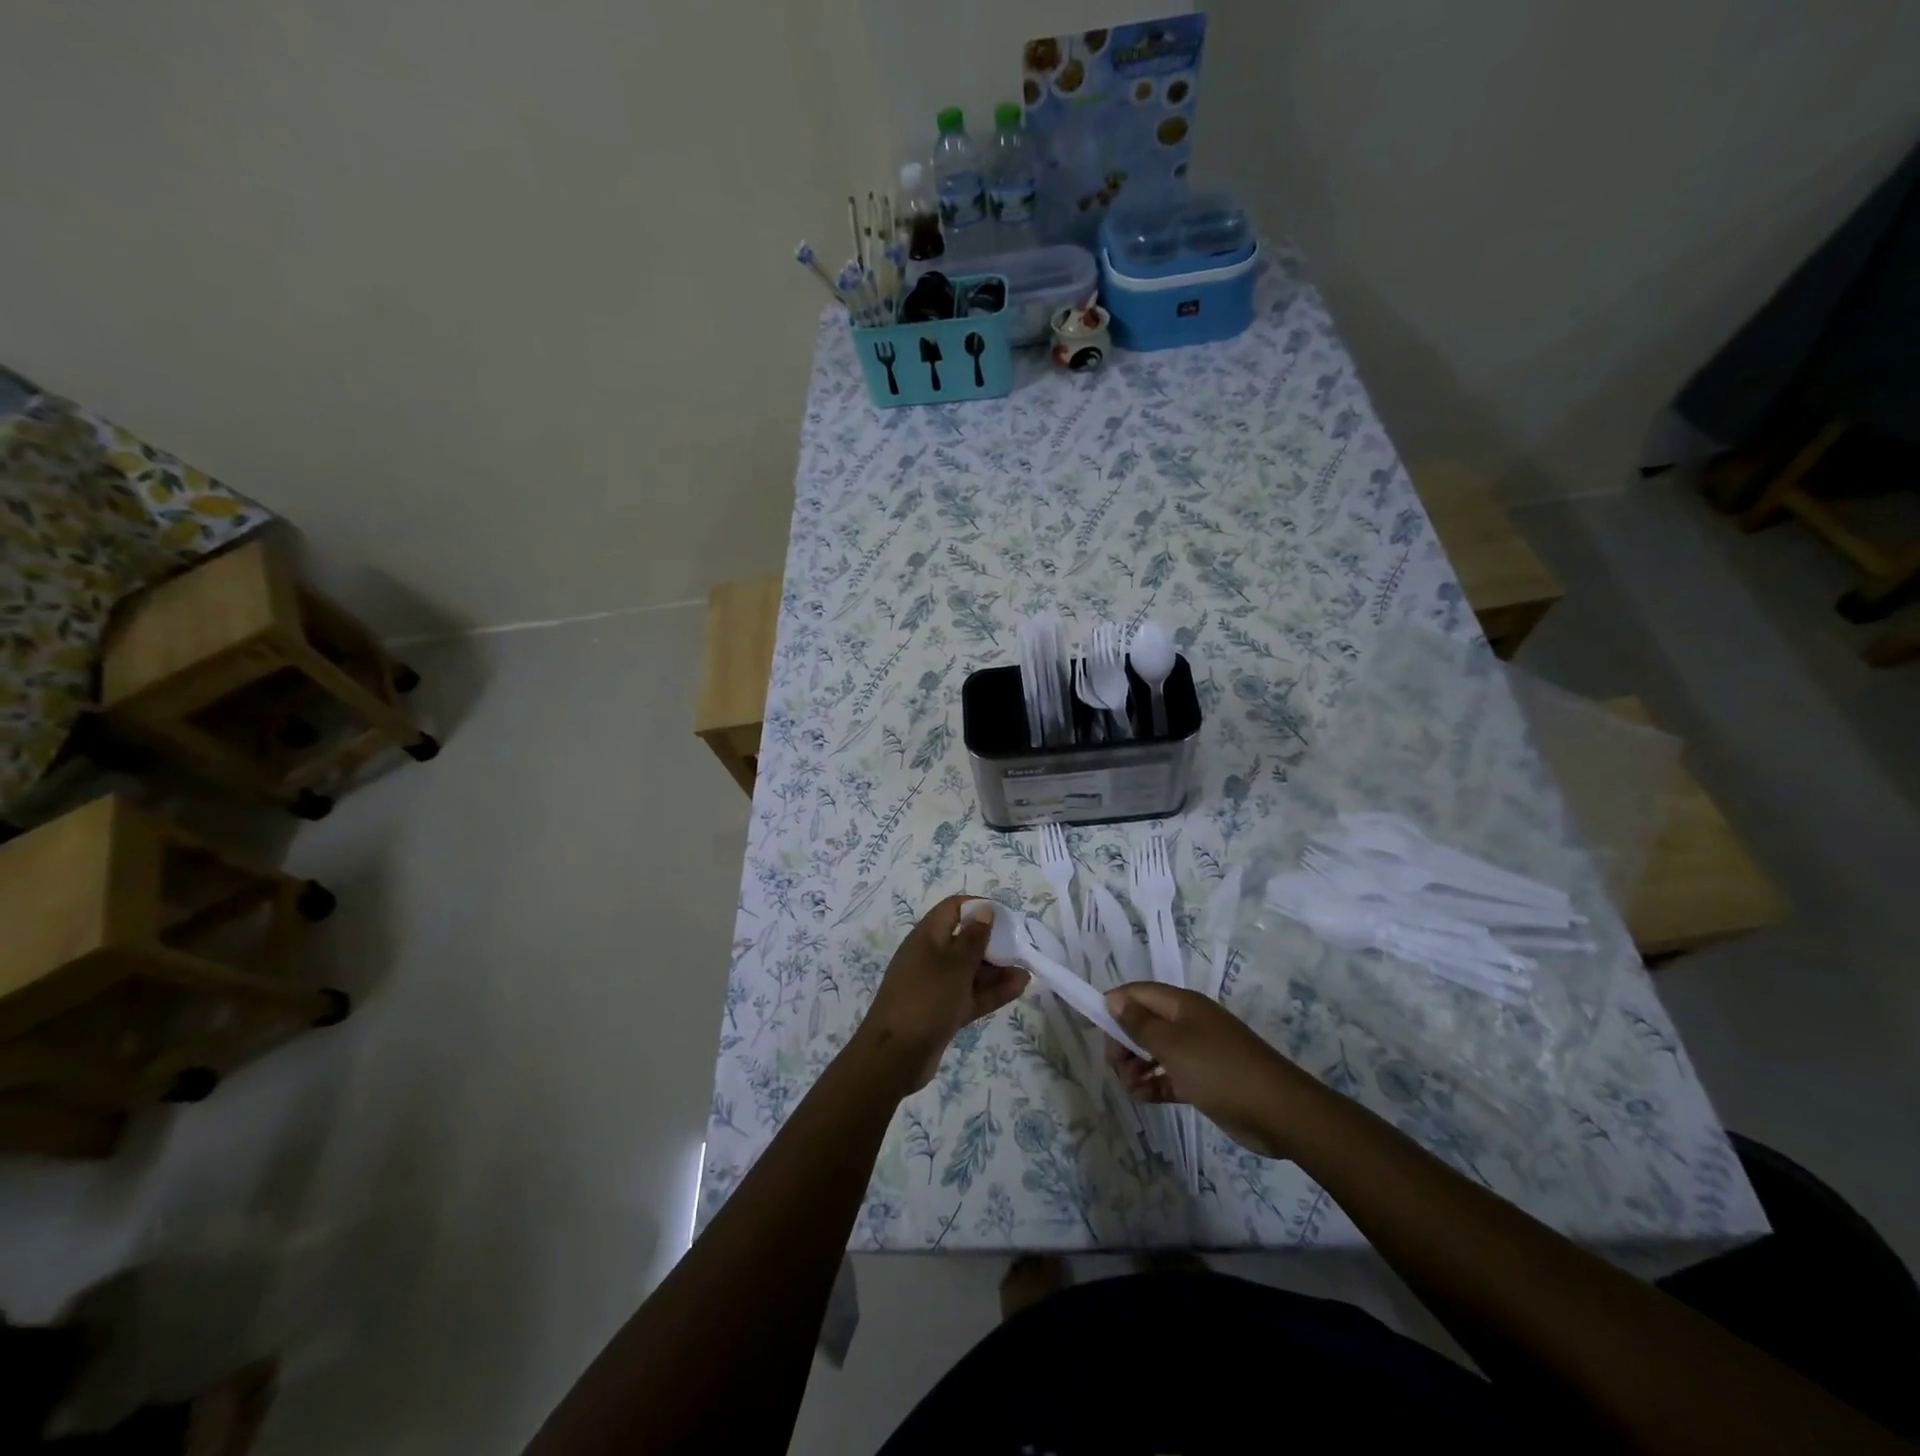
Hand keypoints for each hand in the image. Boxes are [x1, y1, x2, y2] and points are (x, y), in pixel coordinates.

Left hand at [851, 897, 1028, 1094]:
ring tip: (1027, 971)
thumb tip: (984, 908)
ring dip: (997, 970)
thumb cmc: (926, 999)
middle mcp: (930, 957)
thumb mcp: (955, 965)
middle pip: (964, 940)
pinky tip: (1019, 988)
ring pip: (970, 971)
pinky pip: (970, 994)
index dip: (978, 908)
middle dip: (993, 943)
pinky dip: (991, 991)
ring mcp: (936, 986)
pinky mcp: (942, 1011)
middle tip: (1022, 947)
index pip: (953, 909)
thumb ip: (974, 938)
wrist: (894, 1057)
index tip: (1006, 917)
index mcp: (926, 937)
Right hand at [1103, 983, 1301, 1158]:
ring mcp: (1198, 1051)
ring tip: (1131, 1089)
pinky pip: (1170, 1075)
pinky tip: (1143, 1098)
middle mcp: (1188, 1022)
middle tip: (1116, 1068)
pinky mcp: (1205, 1080)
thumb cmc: (1218, 1069)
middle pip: (1144, 1023)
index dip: (1115, 1006)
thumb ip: (1139, 1023)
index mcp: (1181, 1004)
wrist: (1278, 1111)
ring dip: (1137, 1067)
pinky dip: (1155, 1083)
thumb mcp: (1172, 1044)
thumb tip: (1114, 999)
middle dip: (1124, 1042)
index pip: (1138, 993)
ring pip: (1155, 1051)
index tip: (1099, 1032)